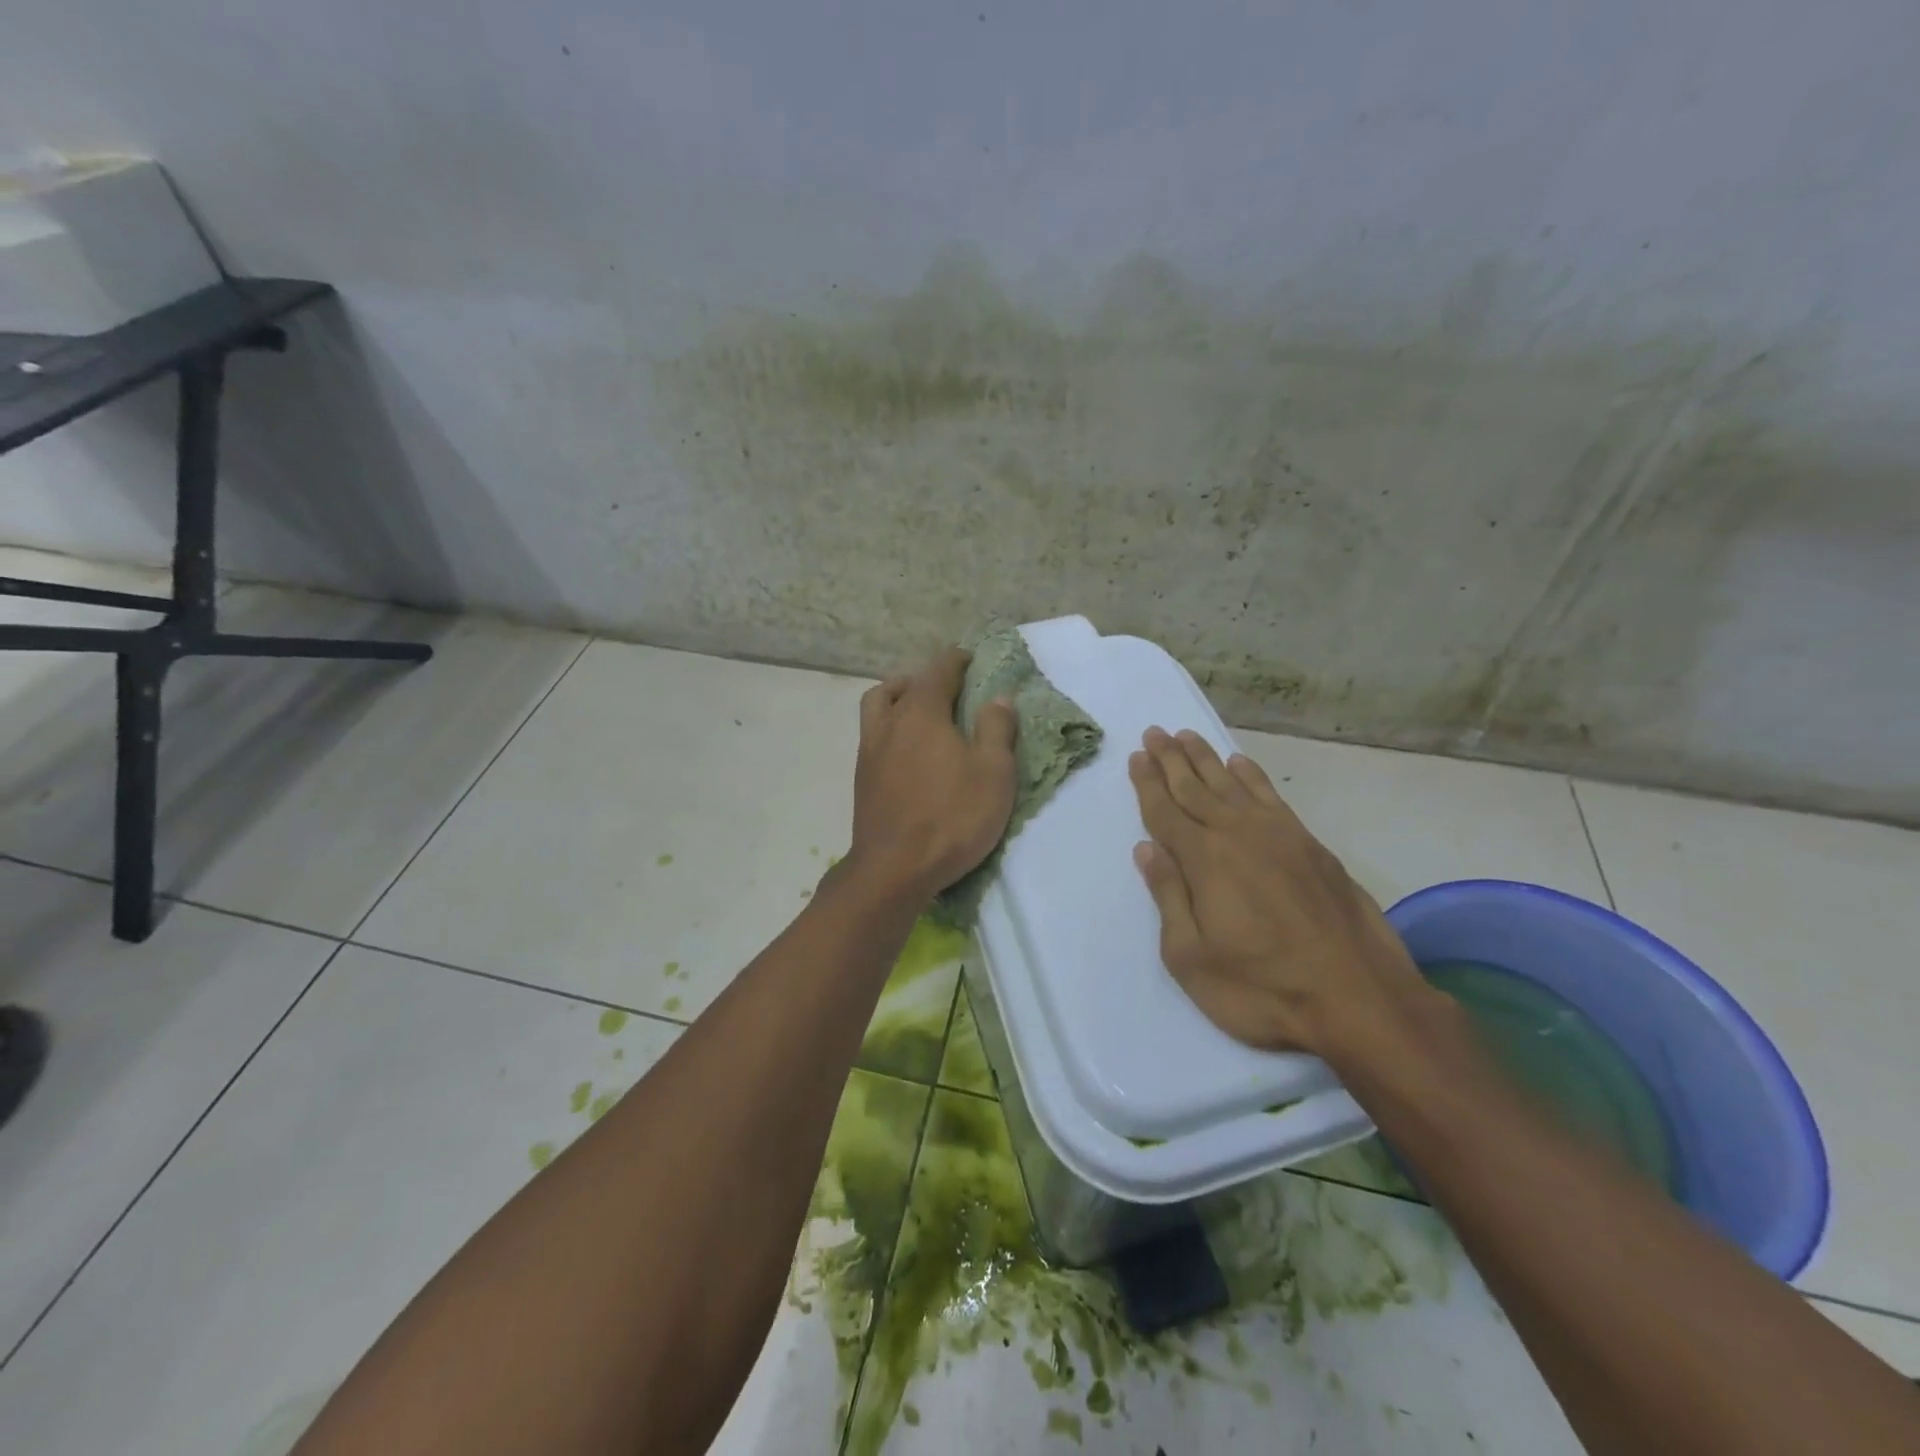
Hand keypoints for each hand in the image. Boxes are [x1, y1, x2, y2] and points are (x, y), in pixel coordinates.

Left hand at [843, 647, 1017, 902]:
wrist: (894, 869)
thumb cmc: (951, 817)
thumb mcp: (993, 773)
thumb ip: (996, 729)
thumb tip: (998, 698)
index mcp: (922, 713)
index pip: (939, 670)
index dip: (957, 661)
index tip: (972, 660)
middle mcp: (889, 723)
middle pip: (900, 685)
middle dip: (925, 679)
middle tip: (948, 690)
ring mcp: (869, 751)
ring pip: (877, 708)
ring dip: (897, 699)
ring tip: (919, 714)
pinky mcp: (861, 779)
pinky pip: (872, 736)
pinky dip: (889, 729)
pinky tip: (907, 752)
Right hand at [1128, 727, 1430, 1056]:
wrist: (1358, 999)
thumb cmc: (1262, 989)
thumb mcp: (1191, 958)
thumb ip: (1168, 897)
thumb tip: (1146, 849)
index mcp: (1204, 860)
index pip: (1165, 812)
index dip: (1147, 784)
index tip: (1137, 756)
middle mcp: (1238, 835)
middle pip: (1195, 788)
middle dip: (1171, 760)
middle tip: (1155, 732)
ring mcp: (1279, 836)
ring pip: (1231, 785)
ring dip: (1206, 759)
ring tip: (1187, 736)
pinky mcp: (1310, 845)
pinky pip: (1270, 796)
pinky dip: (1251, 776)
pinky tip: (1240, 764)